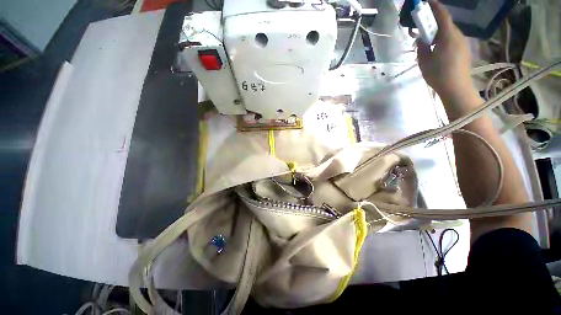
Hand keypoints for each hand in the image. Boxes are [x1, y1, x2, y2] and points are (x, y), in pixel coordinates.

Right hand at [417, 0, 475, 99]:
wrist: (456, 87)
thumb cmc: (438, 74)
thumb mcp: (424, 61)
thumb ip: (421, 47)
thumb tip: (421, 39)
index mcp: (447, 35)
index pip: (442, 15)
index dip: (435, 6)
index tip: (427, 1)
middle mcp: (457, 35)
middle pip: (446, 23)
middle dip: (435, 20)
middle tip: (423, 25)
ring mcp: (463, 42)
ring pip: (449, 31)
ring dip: (439, 31)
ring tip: (429, 39)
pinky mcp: (464, 50)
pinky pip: (453, 39)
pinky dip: (444, 38)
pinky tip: (438, 48)